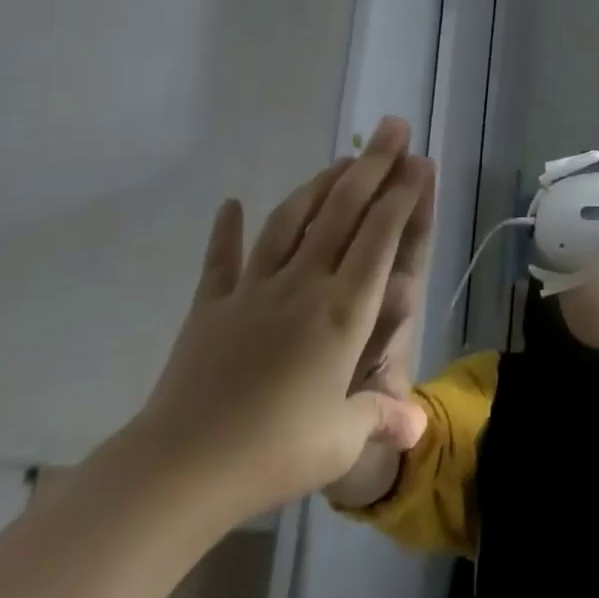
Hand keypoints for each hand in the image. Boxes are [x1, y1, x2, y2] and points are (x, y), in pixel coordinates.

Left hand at [126, 118, 432, 525]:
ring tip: (340, 160)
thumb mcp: (340, 441)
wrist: (179, 470)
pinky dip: (226, 231)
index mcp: (343, 312)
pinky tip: (230, 204)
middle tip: (393, 127)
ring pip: (292, 221)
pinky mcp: (212, 307)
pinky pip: (222, 260)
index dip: (402, 196)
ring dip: (319, 185)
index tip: (418, 161)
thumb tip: (419, 429)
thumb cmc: (272, 453)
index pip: (380, 238)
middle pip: (343, 212)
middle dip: (373, 165)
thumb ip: (381, 419)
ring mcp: (255, 291)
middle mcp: (304, 285)